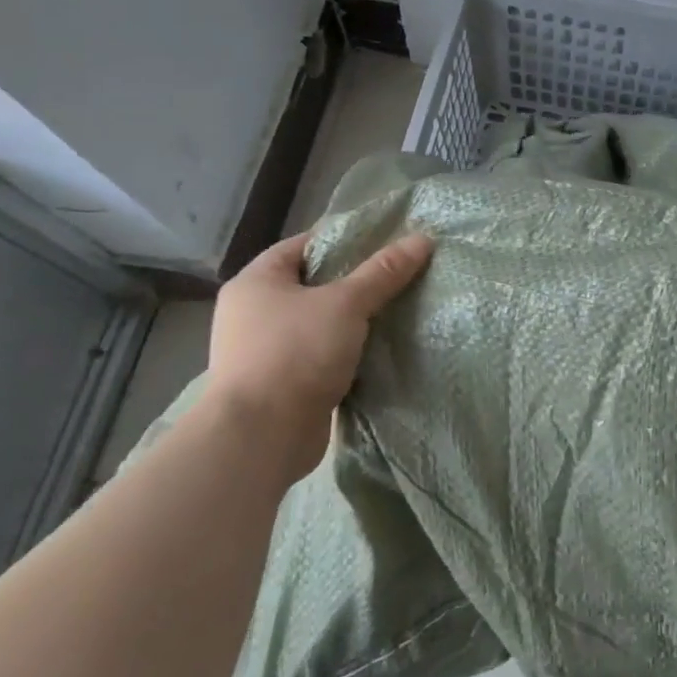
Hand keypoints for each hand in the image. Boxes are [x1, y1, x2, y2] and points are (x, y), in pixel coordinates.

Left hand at [206, 229, 434, 481]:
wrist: (260, 437)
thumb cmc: (296, 353)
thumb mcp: (346, 303)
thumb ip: (384, 272)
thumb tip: (423, 239)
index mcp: (256, 281)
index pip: (305, 245)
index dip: (346, 239)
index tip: (386, 241)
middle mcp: (253, 312)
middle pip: (314, 284)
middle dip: (356, 281)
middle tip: (399, 275)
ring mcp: (264, 350)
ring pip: (319, 322)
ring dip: (353, 321)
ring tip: (398, 309)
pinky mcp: (280, 384)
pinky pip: (320, 356)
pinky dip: (346, 352)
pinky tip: (380, 349)